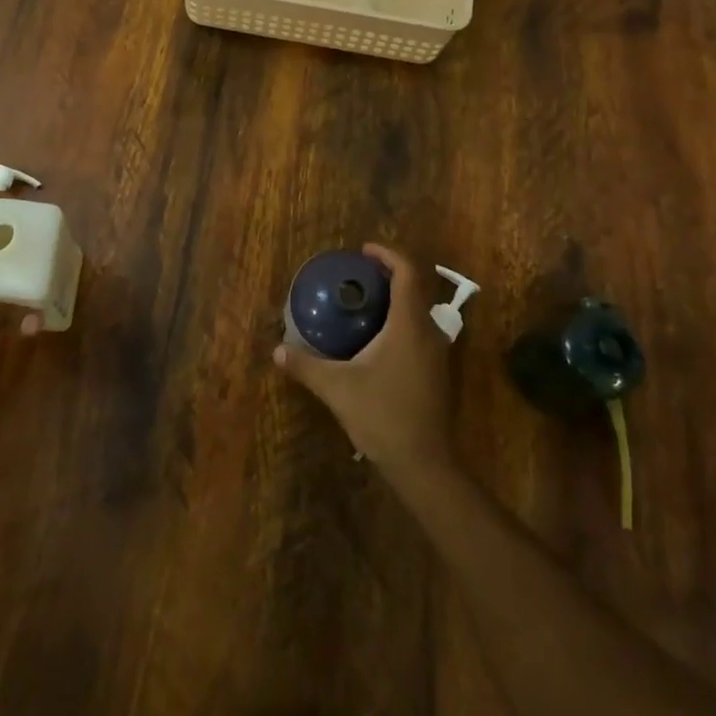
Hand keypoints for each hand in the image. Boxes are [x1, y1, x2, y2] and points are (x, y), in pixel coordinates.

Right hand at [273, 243, 453, 476]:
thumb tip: (277, 351)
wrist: (423, 463)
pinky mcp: (438, 372)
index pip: (407, 273)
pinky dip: (402, 321)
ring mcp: (438, 354)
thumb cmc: (382, 416)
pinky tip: (378, 338)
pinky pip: (421, 331)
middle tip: (359, 275)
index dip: (388, 254)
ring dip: (397, 299)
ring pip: (420, 311)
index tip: (364, 251)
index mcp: (408, 325)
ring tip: (365, 302)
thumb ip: (306, 366)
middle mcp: (429, 332)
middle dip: (390, 274)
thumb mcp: (337, 389)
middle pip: (415, 288)